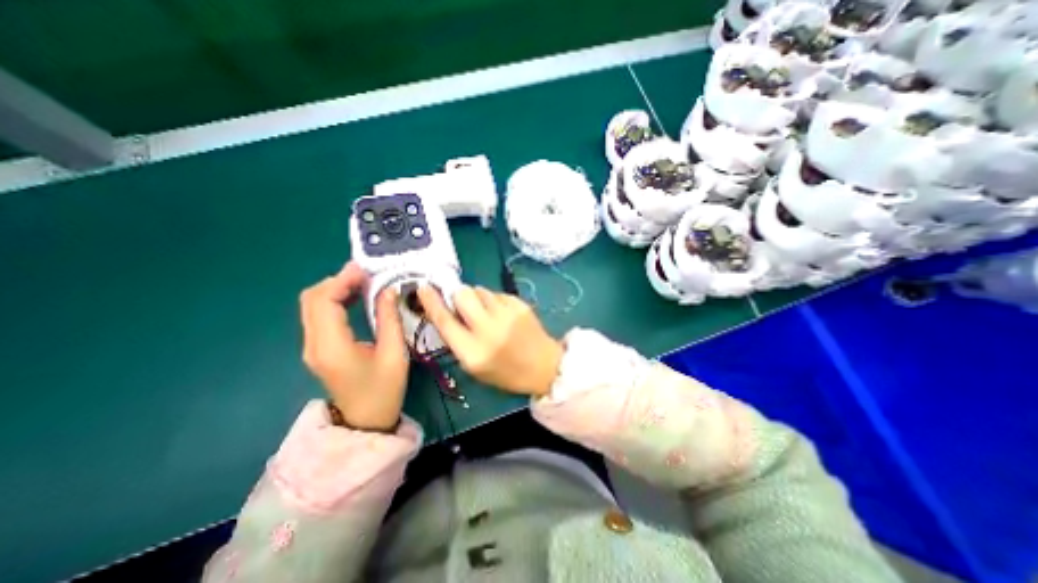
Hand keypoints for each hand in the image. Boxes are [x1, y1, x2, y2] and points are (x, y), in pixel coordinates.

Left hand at [299, 262, 408, 430]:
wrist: (365, 421)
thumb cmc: (384, 390)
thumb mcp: (394, 353)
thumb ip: (390, 319)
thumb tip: (388, 290)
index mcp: (332, 346)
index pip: (323, 301)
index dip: (341, 280)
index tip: (364, 270)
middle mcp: (314, 344)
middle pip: (311, 299)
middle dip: (336, 280)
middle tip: (365, 274)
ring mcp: (311, 347)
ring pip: (311, 305)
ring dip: (334, 289)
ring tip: (362, 282)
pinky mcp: (317, 348)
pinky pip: (318, 315)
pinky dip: (333, 300)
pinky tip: (354, 298)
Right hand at [417, 284, 564, 398]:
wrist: (544, 366)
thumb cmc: (506, 372)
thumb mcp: (474, 366)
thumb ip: (457, 339)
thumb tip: (447, 311)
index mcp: (473, 352)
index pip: (445, 321)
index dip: (431, 302)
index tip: (423, 287)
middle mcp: (489, 330)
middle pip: (462, 294)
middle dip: (458, 296)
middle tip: (464, 305)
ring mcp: (507, 315)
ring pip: (480, 290)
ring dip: (478, 298)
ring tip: (488, 313)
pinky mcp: (520, 304)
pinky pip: (497, 293)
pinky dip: (494, 301)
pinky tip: (503, 315)